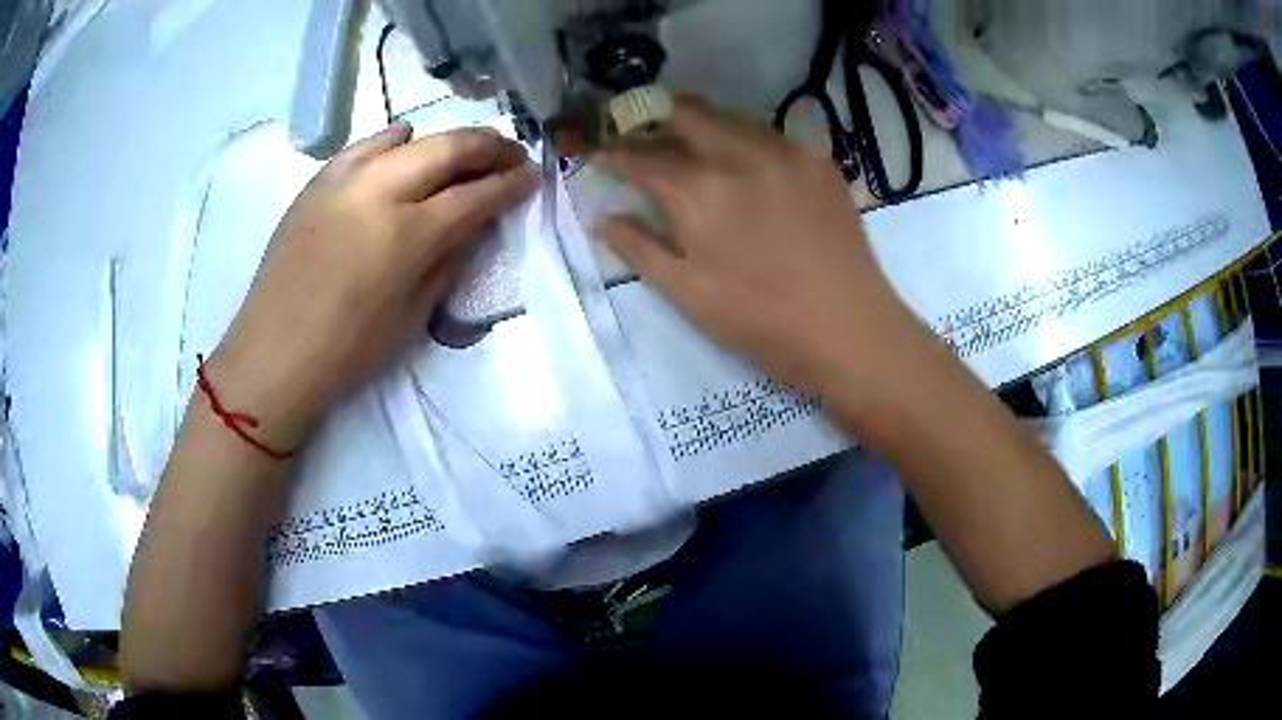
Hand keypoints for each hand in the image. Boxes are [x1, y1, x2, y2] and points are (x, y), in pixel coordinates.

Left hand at [207, 123, 535, 449]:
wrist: (276, 351)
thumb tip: (476, 223)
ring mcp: (345, 180)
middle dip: (489, 146)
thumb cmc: (349, 349)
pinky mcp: (318, 181)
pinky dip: (393, 140)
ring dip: (447, 138)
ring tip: (466, 148)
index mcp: (408, 235)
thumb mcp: (414, 314)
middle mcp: (380, 192)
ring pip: (410, 138)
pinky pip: (364, 145)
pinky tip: (405, 142)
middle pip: (448, 149)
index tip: (533, 175)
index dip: (511, 183)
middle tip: (512, 152)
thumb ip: (450, 259)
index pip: (475, 195)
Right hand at [598, 99, 929, 401]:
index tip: (600, 153)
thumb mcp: (688, 293)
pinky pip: (772, 134)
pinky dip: (746, 139)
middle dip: (655, 118)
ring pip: (731, 116)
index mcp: (699, 190)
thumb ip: (640, 248)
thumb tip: (605, 218)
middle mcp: (740, 154)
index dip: (614, 152)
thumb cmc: (761, 320)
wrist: (848, 329)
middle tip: (644, 135)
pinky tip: (747, 161)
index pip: (641, 156)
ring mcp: (786, 152)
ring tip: (691, 142)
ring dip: (702, 123)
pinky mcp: (818, 161)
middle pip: (686, 114)